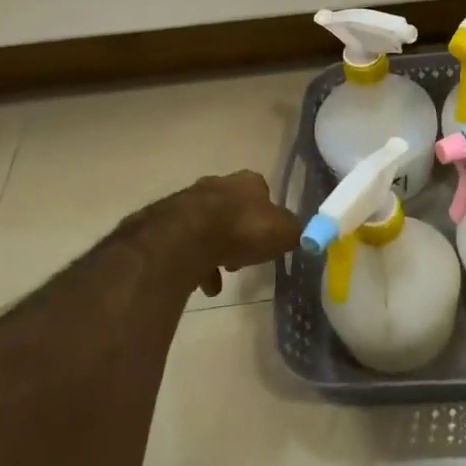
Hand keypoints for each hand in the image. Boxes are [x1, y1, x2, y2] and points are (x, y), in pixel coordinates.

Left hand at [113, 171, 301, 297]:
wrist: (184, 239)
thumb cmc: (242, 230)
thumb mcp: (284, 232)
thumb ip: (295, 232)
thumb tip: (300, 234)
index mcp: (248, 182)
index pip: (262, 193)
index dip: (267, 217)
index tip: (267, 239)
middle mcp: (218, 184)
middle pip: (232, 209)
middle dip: (238, 233)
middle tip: (241, 259)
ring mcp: (188, 202)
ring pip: (206, 227)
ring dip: (214, 250)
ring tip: (219, 278)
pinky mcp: (164, 224)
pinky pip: (184, 245)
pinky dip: (193, 263)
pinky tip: (201, 284)